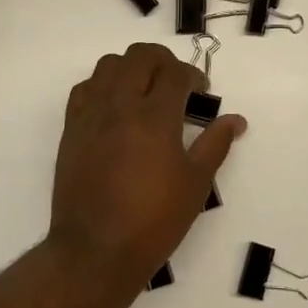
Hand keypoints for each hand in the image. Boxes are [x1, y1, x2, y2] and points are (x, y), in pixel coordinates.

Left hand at [47, 42, 246, 291]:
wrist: (95, 251)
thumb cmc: (153, 221)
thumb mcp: (195, 184)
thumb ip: (215, 144)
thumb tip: (236, 120)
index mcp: (155, 117)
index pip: (175, 72)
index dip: (193, 75)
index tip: (201, 92)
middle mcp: (121, 105)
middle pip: (140, 56)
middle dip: (163, 61)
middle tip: (175, 83)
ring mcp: (91, 114)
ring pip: (109, 64)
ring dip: (131, 68)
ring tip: (144, 90)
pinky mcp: (71, 128)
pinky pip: (84, 88)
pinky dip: (102, 85)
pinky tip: (114, 106)